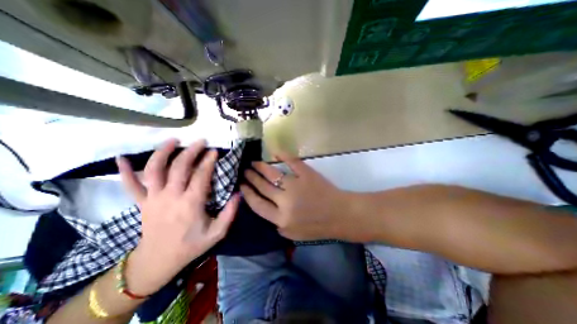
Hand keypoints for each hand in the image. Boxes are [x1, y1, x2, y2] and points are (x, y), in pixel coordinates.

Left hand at [115, 138, 238, 294]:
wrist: (157, 262)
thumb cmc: (191, 246)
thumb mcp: (217, 233)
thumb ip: (230, 213)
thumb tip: (239, 193)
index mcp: (190, 204)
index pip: (200, 176)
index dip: (208, 161)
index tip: (215, 151)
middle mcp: (170, 197)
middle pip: (179, 167)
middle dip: (191, 151)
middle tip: (201, 141)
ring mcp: (153, 199)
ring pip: (155, 170)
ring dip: (163, 153)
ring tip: (173, 140)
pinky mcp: (141, 203)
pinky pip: (130, 185)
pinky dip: (125, 171)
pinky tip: (121, 158)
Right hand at [241, 154, 358, 240]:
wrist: (340, 215)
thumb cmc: (318, 226)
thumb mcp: (294, 234)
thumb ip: (278, 225)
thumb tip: (268, 209)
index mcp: (281, 219)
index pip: (257, 204)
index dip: (247, 193)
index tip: (241, 186)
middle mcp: (285, 202)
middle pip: (263, 187)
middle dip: (251, 178)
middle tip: (245, 171)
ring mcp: (296, 186)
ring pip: (273, 174)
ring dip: (261, 167)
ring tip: (254, 163)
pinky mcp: (307, 174)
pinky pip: (292, 162)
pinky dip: (283, 155)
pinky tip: (275, 153)